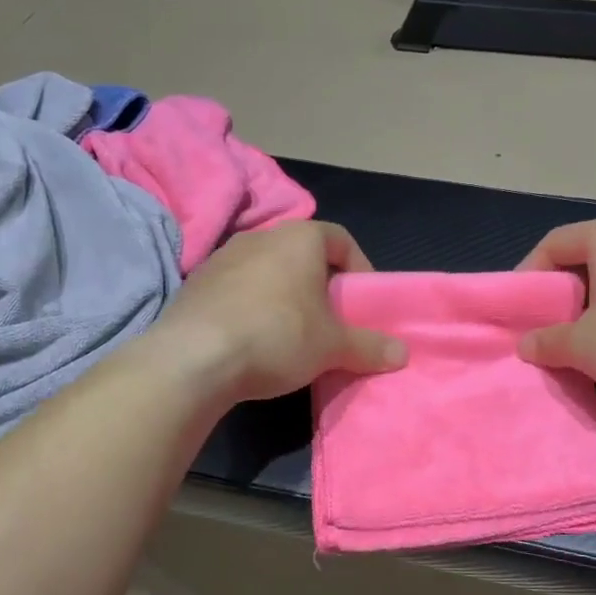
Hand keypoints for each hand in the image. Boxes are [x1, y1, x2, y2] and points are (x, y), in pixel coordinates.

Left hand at [153, 221, 406, 402]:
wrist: (193, 358)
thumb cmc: (277, 336)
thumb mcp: (333, 347)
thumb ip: (370, 347)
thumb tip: (402, 353)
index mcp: (299, 238)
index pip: (341, 239)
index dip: (360, 268)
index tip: (362, 302)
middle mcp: (260, 236)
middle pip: (303, 254)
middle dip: (321, 285)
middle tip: (331, 320)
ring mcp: (222, 257)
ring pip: (267, 270)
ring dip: (284, 295)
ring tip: (291, 333)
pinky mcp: (195, 283)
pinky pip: (237, 288)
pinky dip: (251, 306)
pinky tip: (252, 339)